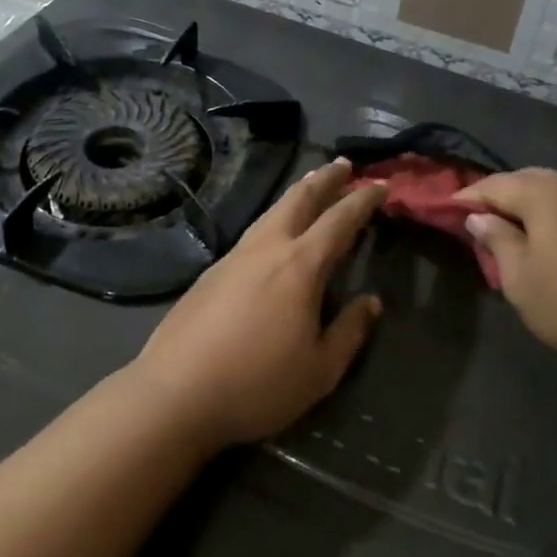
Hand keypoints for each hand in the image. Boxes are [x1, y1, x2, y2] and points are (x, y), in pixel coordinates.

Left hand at [131, 159, 385, 448]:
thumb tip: (371, 302)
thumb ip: (349, 332)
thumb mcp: (319, 371)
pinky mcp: (212, 271)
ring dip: (297, 193)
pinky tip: (273, 231)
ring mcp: (235, 255)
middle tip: (344, 164)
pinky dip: (274, 218)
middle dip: (326, 178)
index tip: (380, 184)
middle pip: (300, 199)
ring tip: (311, 184)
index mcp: (300, 266)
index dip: (362, 200)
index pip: (340, 220)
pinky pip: (254, 231)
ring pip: (272, 211)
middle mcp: (268, 248)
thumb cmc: (257, 384)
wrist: (176, 392)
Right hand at [454, 168, 556, 373]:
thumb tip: (479, 218)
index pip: (495, 185)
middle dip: (500, 197)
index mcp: (545, 192)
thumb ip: (497, 240)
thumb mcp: (521, 278)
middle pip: (527, 181)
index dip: (468, 197)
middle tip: (477, 218)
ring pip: (555, 192)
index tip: (446, 209)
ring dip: (530, 206)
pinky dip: (556, 216)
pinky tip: (551, 240)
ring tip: (512, 230)